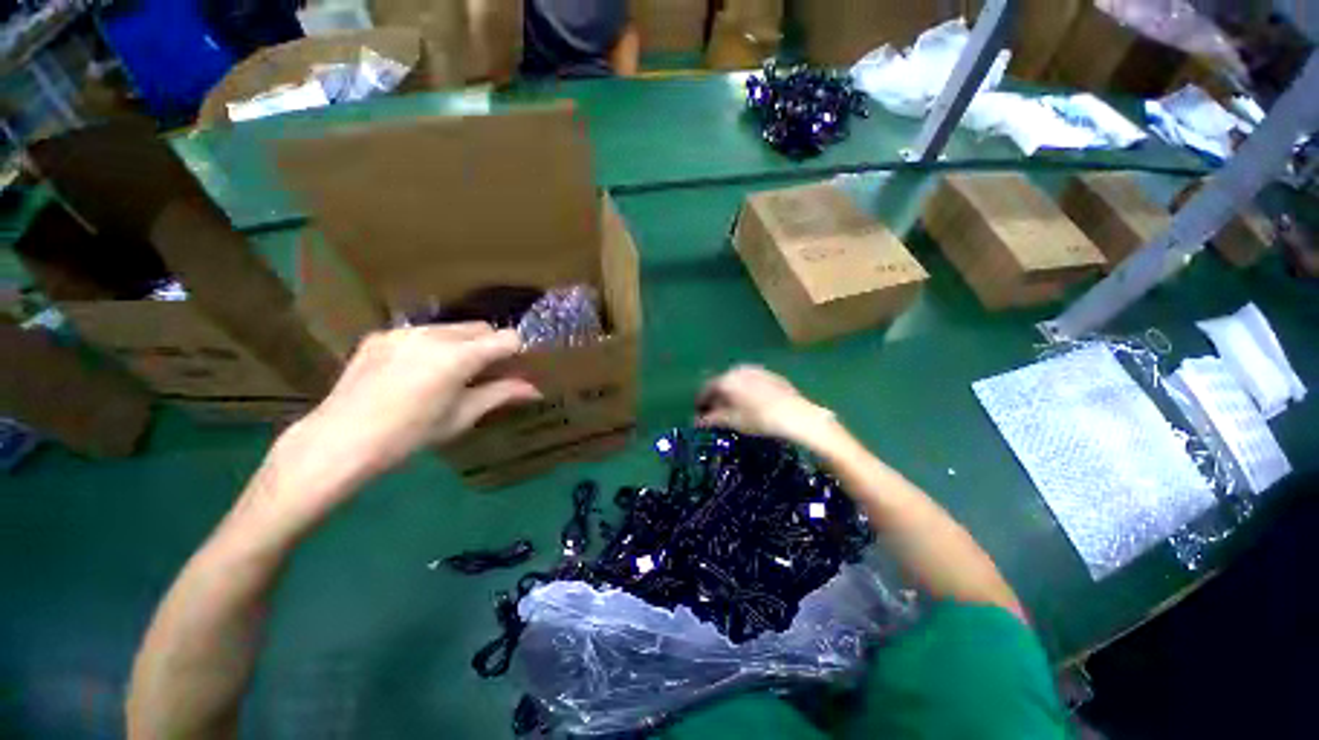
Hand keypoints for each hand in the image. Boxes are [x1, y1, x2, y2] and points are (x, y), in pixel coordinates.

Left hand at [235, 324, 539, 540]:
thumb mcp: (461, 416)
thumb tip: (534, 390)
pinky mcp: (381, 335)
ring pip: (452, 328)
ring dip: (464, 344)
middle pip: (481, 328)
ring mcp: (404, 332)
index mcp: (458, 356)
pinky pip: (422, 333)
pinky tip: (418, 372)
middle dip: (491, 346)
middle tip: (487, 373)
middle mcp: (433, 334)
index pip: (507, 338)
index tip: (516, 369)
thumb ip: (501, 394)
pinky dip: (433, 346)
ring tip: (452, 374)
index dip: (517, 352)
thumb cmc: (410, 435)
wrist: (339, 440)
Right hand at [696, 365, 836, 444]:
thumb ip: (711, 419)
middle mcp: (738, 370)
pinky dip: (746, 391)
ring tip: (734, 408)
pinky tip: (753, 403)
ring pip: (737, 381)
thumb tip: (697, 421)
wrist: (795, 414)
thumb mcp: (732, 421)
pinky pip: (751, 381)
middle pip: (721, 383)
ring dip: (732, 393)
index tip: (699, 415)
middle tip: (716, 413)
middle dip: (717, 397)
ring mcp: (755, 370)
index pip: (706, 389)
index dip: (701, 402)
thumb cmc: (758, 419)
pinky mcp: (770, 374)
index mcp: (726, 379)